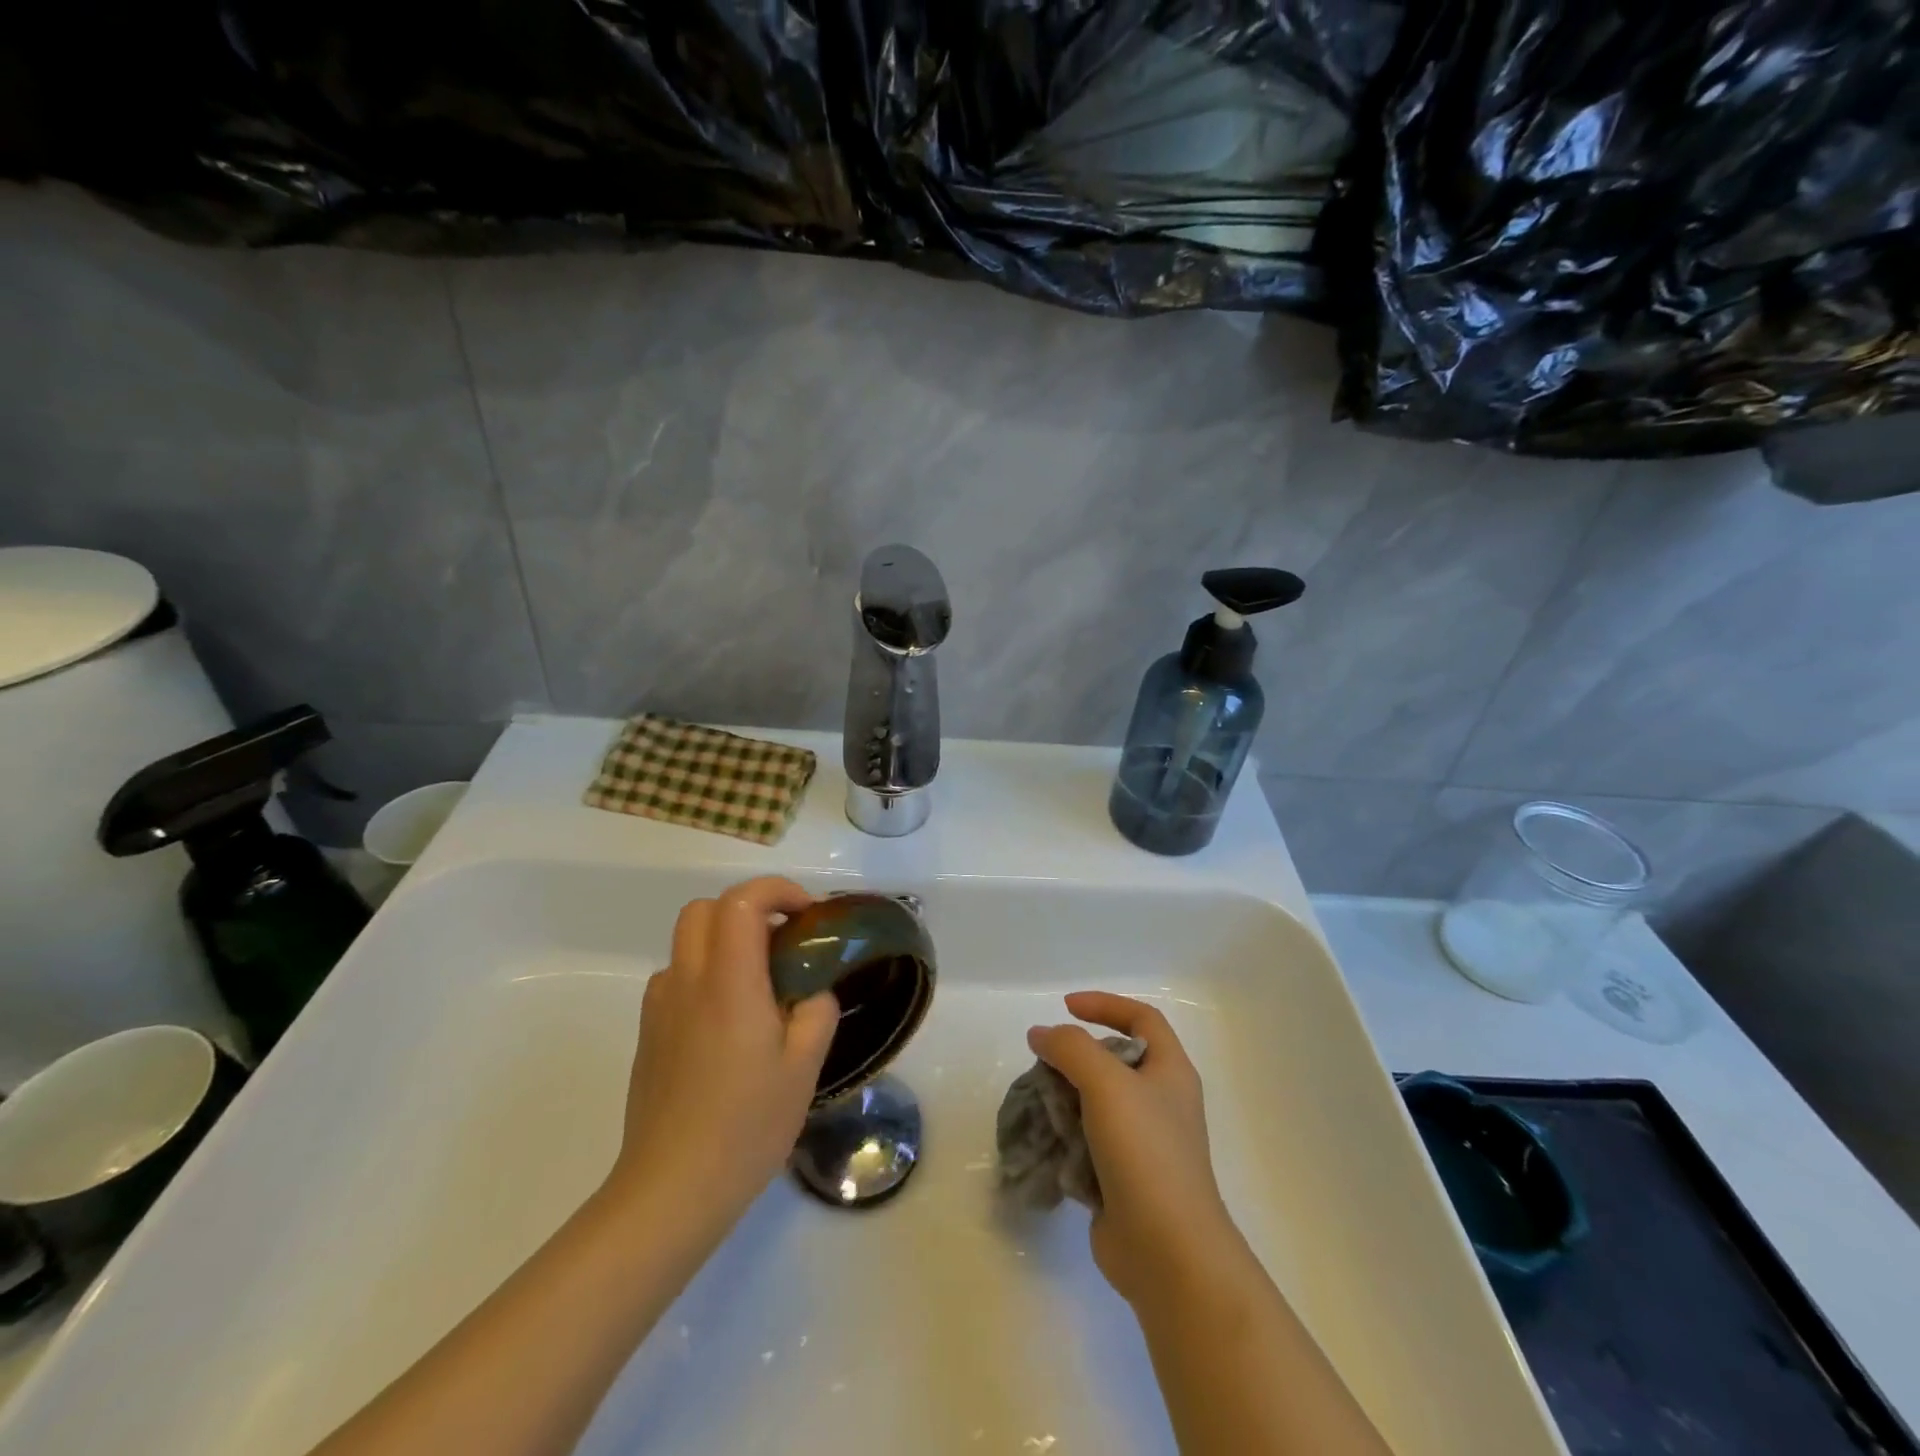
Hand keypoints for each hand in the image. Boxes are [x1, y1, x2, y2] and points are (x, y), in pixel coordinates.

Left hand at [609, 877, 838, 1225]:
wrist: (671, 1190)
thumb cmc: (746, 1126)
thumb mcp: (804, 1068)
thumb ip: (816, 1013)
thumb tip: (813, 992)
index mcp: (729, 983)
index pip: (741, 902)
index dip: (777, 891)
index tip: (808, 915)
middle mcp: (688, 982)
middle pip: (705, 909)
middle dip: (749, 908)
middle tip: (784, 939)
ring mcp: (660, 1007)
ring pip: (688, 941)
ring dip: (725, 940)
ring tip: (760, 983)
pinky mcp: (648, 1033)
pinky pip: (677, 977)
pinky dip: (706, 973)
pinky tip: (729, 1020)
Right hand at [1027, 992, 1246, 1309]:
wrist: (1169, 1253)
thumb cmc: (1146, 1153)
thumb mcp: (1106, 1083)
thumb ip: (1070, 1048)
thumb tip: (1041, 1034)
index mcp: (1170, 1072)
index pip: (1142, 1018)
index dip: (1105, 1005)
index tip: (1065, 1007)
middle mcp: (1160, 1102)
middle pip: (1114, 1061)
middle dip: (1075, 1058)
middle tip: (1045, 1064)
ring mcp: (1143, 1144)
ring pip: (1096, 1104)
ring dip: (1064, 1100)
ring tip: (1038, 1105)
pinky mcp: (1123, 1179)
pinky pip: (1088, 1144)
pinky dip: (1066, 1139)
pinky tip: (1047, 1145)